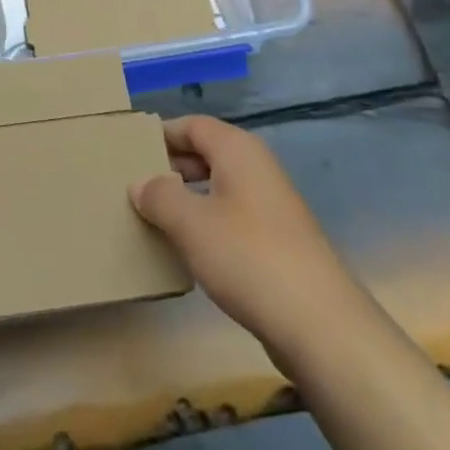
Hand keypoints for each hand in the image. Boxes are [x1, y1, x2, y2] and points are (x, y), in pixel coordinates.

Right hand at [130, 116, 355, 367]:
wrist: (319, 324)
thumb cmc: (248, 256)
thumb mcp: (190, 223)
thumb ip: (159, 196)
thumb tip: (140, 183)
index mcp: (237, 149)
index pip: (192, 125)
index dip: (161, 135)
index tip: (129, 152)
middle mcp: (257, 167)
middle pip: (206, 153)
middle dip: (171, 167)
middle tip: (135, 186)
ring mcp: (272, 204)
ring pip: (219, 187)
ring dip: (188, 198)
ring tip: (155, 218)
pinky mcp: (279, 240)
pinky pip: (232, 216)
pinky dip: (208, 224)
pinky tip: (190, 250)